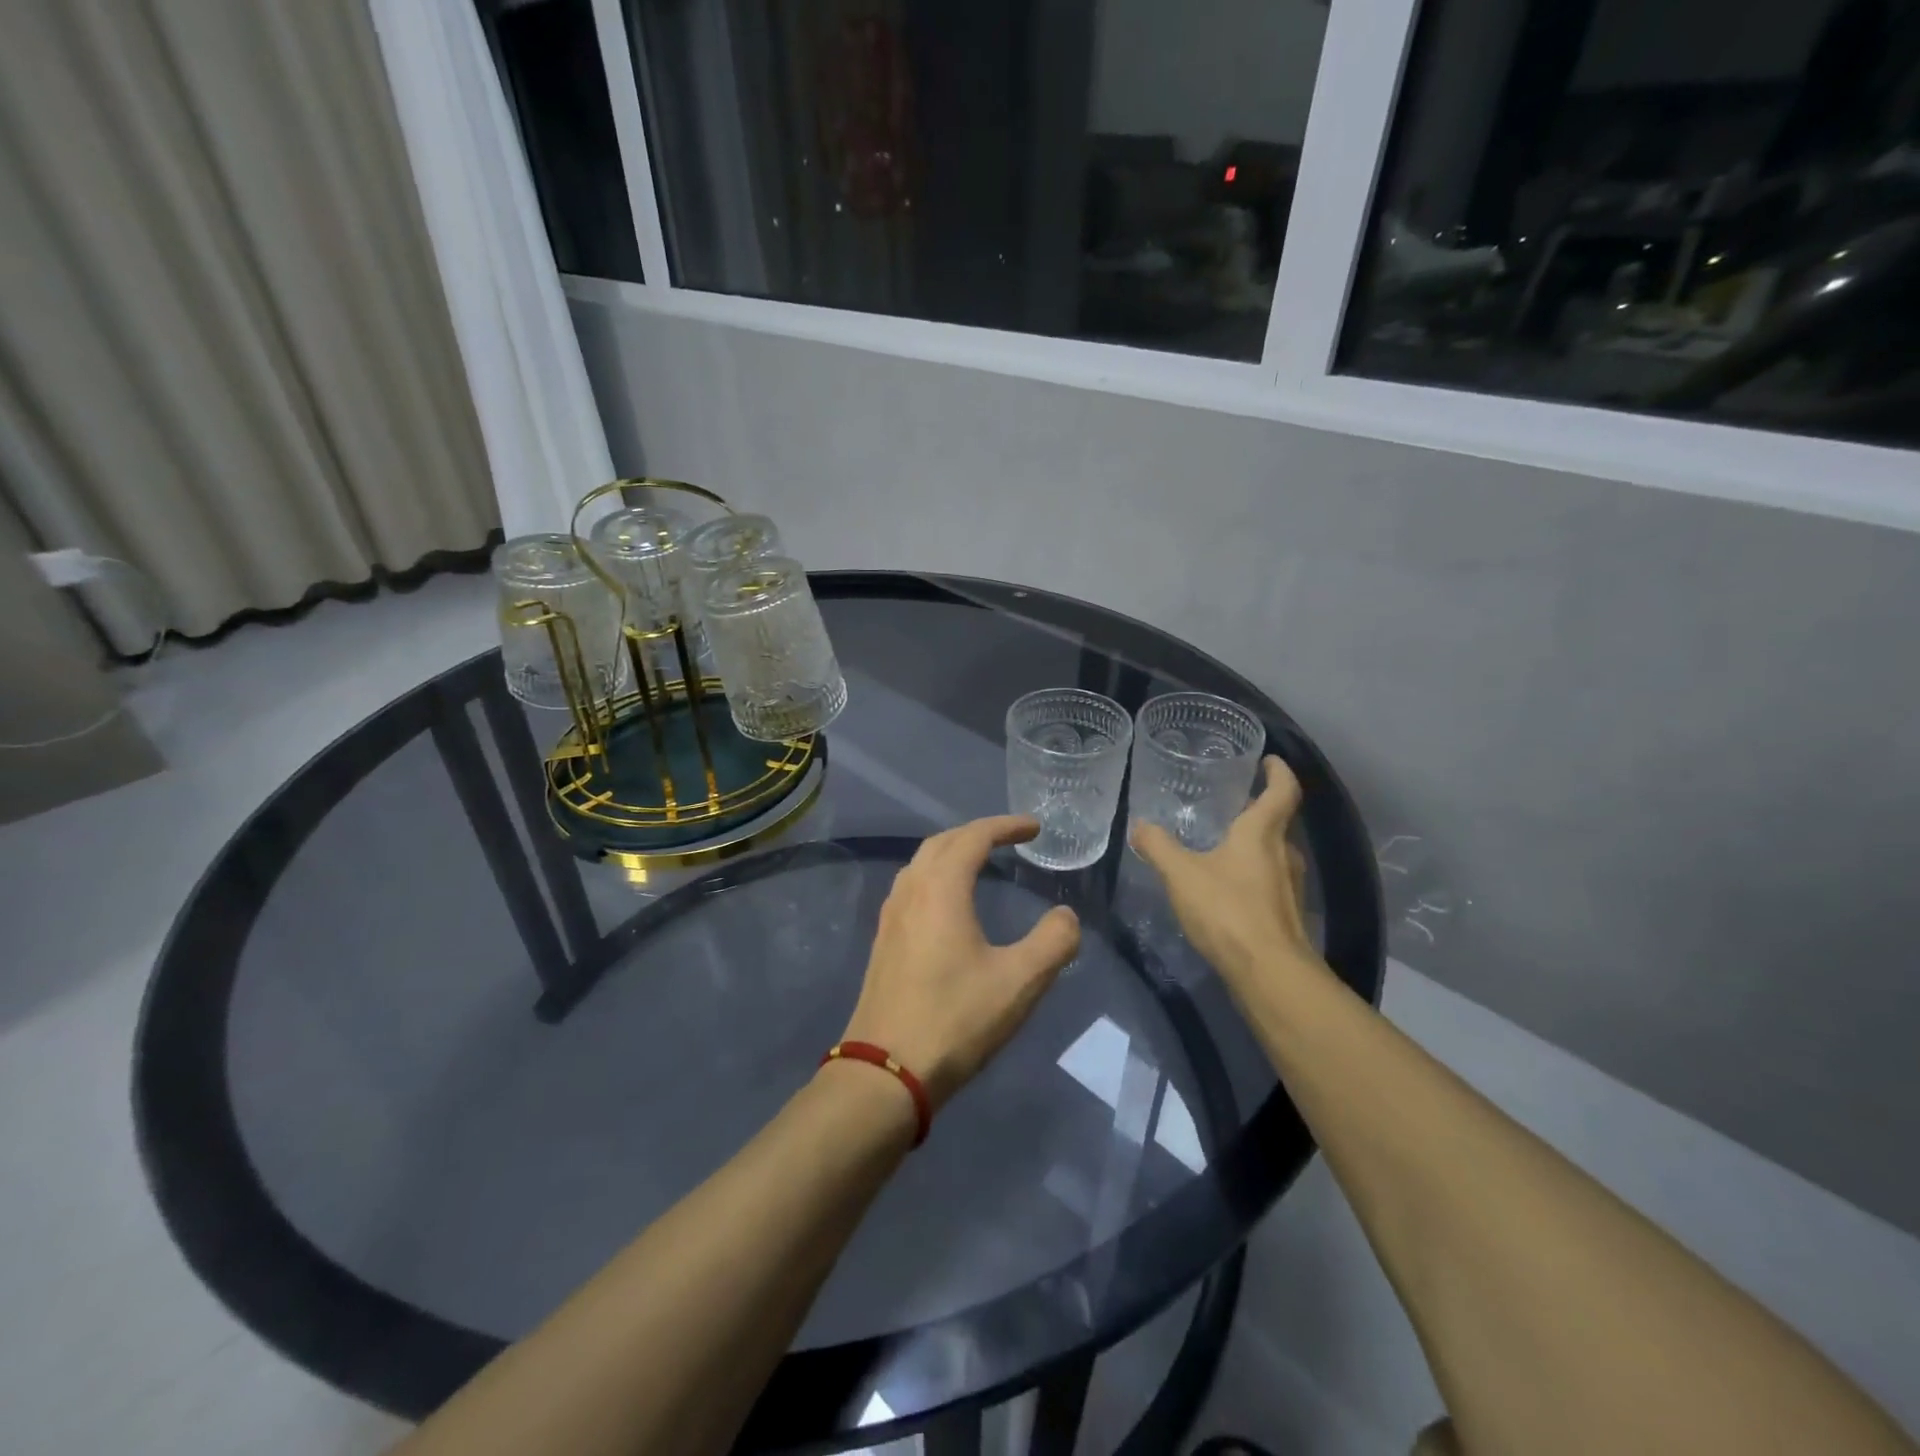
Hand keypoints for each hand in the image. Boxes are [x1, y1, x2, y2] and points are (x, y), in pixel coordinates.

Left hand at [839, 816, 1080, 1110]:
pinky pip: (910, 888)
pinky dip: (935, 877)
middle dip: (977, 833)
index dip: (1006, 826)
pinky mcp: (882, 942)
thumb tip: (1066, 916)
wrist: (885, 1072)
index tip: (1035, 827)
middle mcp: (910, 891)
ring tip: (980, 863)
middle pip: (942, 843)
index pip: (974, 837)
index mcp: (941, 889)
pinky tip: (948, 904)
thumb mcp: (1020, 982)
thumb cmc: (956, 1019)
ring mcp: (890, 917)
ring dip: (952, 853)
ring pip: (921, 864)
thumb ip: (1053, 942)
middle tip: (1010, 839)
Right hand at [1130, 756, 1322, 982]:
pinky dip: (1251, 873)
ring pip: (1274, 853)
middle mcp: (1284, 853)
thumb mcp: (1181, 874)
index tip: (1270, 759)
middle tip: (1232, 802)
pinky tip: (1225, 885)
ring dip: (1254, 844)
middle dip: (1258, 809)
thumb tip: (1140, 825)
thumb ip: (1158, 846)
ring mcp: (1289, 886)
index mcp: (1262, 833)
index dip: (1279, 772)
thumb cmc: (1228, 910)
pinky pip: (1269, 881)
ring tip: (1222, 842)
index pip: (1282, 791)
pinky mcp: (1286, 914)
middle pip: (1278, 822)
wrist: (1269, 973)